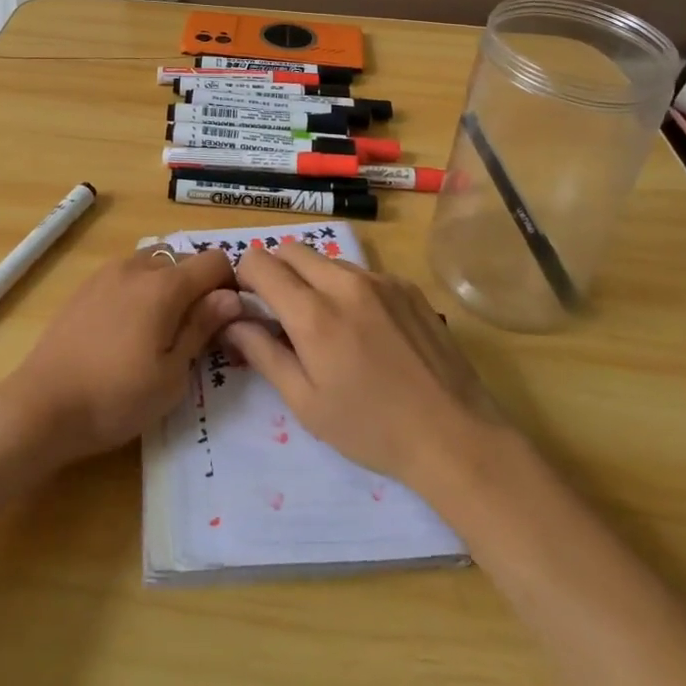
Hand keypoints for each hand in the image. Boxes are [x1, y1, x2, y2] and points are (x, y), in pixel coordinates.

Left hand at [0, 247, 241, 464]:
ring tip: (160, 331)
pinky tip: (128, 331)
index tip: (226, 320)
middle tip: (194, 332)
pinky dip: (140, 291)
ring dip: (168, 287)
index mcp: (164, 285)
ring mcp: (107, 273)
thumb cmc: (115, 398)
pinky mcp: (85, 287)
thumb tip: (231, 297)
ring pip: (154, 264)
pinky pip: (127, 276)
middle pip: (184, 260)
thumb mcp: (172, 375)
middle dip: (199, 288)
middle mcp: (137, 267)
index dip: (229, 286)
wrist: (41, 406)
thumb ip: (202, 327)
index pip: (214, 261)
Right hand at [224, 242, 510, 489]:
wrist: (454, 435)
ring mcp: (380, 280)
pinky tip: (366, 329)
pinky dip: (349, 289)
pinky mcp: (407, 286)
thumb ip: (263, 354)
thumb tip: (232, 321)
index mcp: (313, 314)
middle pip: (292, 249)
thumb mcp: (306, 404)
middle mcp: (344, 283)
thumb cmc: (371, 429)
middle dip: (276, 271)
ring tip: (327, 324)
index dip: (245, 277)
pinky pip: (363, 272)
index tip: (249, 303)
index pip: (260, 261)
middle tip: (282, 312)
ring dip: (313, 280)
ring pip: (328, 260)